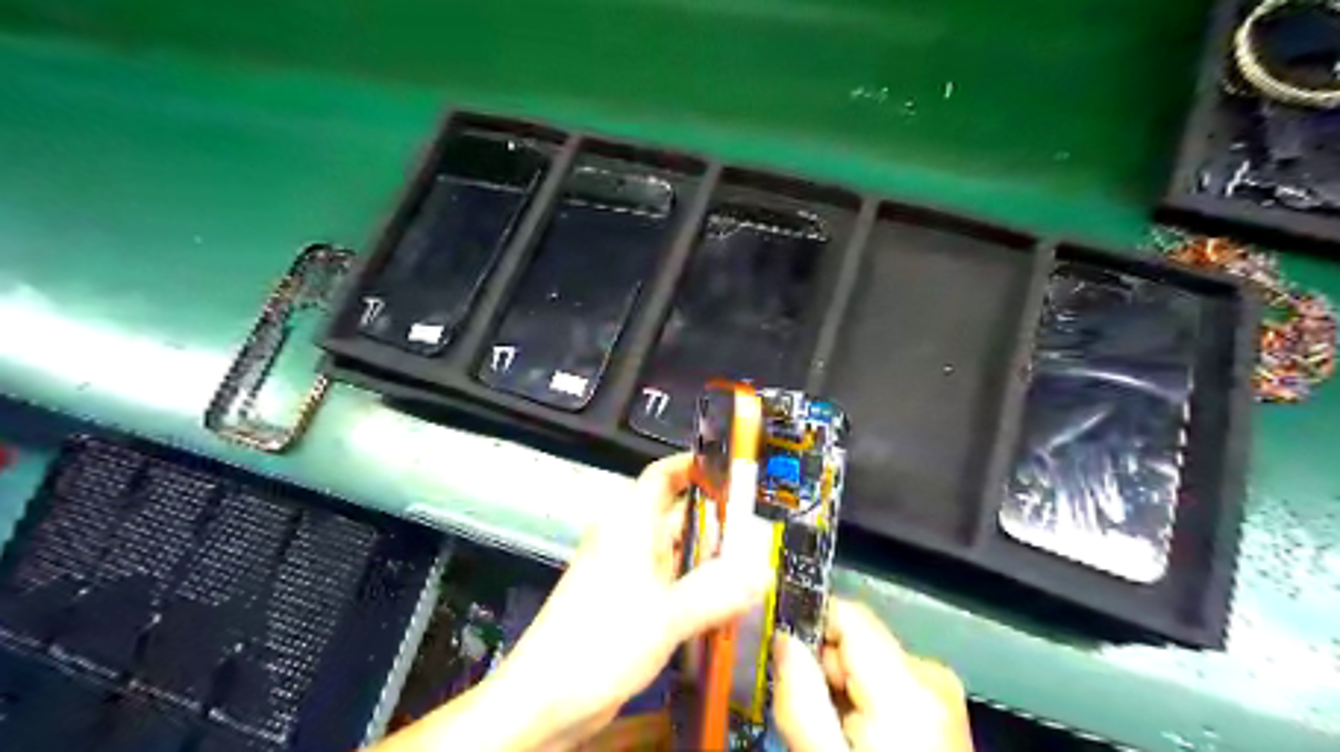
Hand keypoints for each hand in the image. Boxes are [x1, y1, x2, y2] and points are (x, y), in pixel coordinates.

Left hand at [487, 457, 768, 748]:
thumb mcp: (665, 615)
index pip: (663, 476)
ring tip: (757, 567)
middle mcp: (630, 541)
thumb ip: (718, 592)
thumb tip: (764, 572)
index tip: (735, 473)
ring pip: (679, 553)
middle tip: (764, 532)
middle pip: (680, 516)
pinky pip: (673, 584)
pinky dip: (699, 587)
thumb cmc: (599, 642)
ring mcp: (630, 574)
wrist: (546, 700)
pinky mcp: (632, 605)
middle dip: (719, 522)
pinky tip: (728, 603)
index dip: (695, 468)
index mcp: (630, 523)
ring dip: (712, 560)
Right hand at [777, 599, 975, 751]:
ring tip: (831, 733)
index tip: (777, 652)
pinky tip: (855, 739)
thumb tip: (783, 638)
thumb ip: (799, 694)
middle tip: (802, 710)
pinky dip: (861, 703)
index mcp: (907, 684)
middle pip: (855, 639)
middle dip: (821, 667)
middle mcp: (930, 675)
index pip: (846, 612)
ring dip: (839, 688)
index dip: (806, 624)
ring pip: (867, 662)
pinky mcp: (940, 709)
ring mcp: (940, 693)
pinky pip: (885, 684)